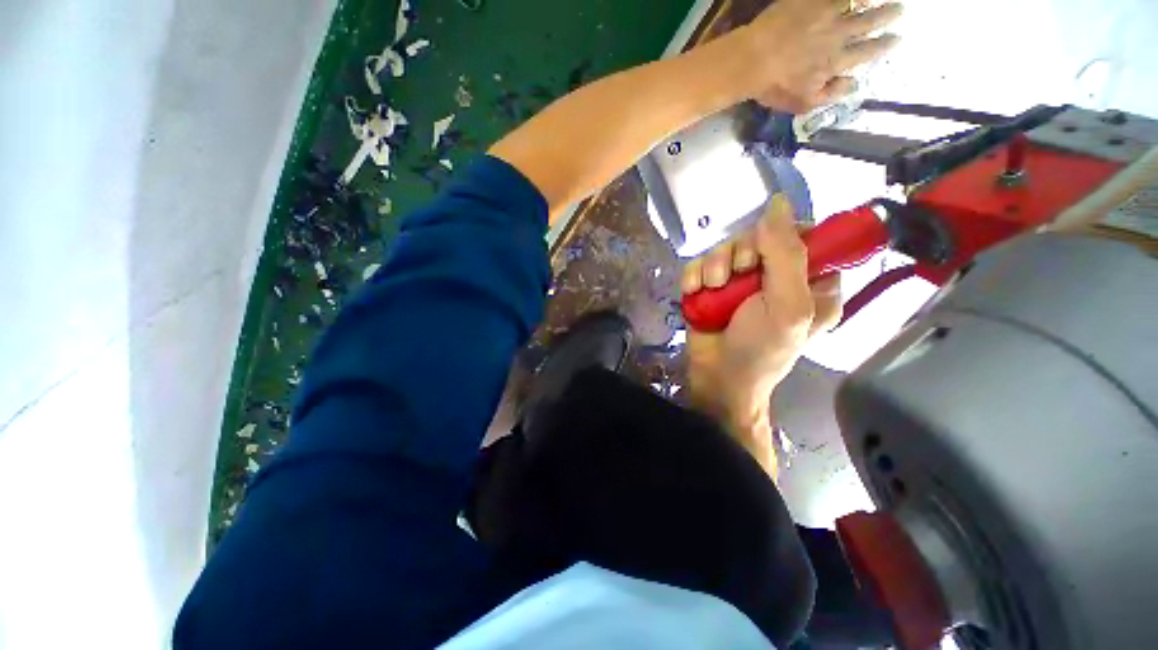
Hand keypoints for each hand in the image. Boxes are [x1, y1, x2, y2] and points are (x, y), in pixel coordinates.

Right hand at [682, 196, 840, 471]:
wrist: (717, 377)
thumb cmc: (761, 348)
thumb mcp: (787, 305)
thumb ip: (787, 255)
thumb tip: (778, 202)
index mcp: (811, 281)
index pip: (804, 235)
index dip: (781, 234)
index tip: (763, 251)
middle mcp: (776, 276)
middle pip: (757, 237)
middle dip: (740, 253)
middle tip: (736, 275)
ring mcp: (740, 281)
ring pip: (725, 248)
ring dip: (714, 265)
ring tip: (712, 288)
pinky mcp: (711, 287)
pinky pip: (700, 264)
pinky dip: (694, 274)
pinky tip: (695, 290)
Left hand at [738, 0, 902, 112]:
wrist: (752, 59)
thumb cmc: (774, 87)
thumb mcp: (803, 102)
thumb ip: (830, 94)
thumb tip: (854, 84)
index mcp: (837, 61)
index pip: (867, 52)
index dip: (884, 45)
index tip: (897, 38)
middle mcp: (838, 35)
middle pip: (869, 23)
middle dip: (887, 16)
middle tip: (901, 9)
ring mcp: (825, 14)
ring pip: (856, 3)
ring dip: (871, 0)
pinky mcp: (809, 2)